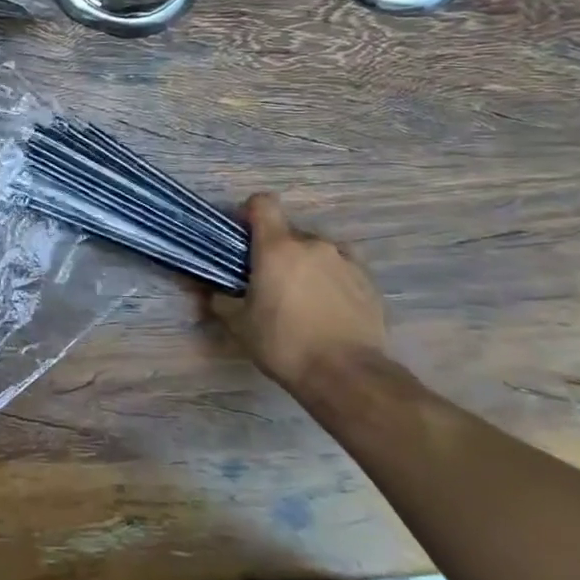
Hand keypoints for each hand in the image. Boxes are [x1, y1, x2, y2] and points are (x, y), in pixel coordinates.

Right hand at [212, 194, 387, 393]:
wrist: (348, 375)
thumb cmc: (285, 344)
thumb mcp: (240, 326)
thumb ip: (221, 301)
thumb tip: (211, 292)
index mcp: (278, 247)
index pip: (263, 203)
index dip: (250, 212)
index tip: (244, 235)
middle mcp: (313, 244)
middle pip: (289, 232)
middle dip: (278, 249)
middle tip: (270, 280)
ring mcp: (345, 260)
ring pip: (318, 250)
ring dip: (307, 263)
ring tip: (304, 296)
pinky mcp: (369, 281)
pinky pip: (343, 267)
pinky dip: (332, 278)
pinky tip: (329, 306)